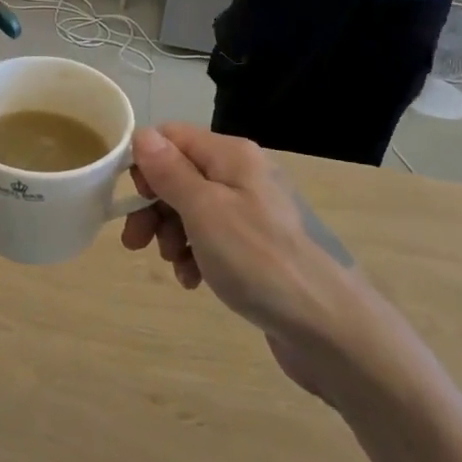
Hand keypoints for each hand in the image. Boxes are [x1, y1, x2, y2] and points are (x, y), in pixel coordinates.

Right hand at [122, 124, 375, 393]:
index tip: (131, 201)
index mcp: (232, 155)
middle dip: (154, 206)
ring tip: (173, 265)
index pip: (172, 137)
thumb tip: (141, 133)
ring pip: (194, 208)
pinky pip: (215, 238)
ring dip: (173, 234)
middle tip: (136, 243)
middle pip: (181, 174)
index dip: (145, 163)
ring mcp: (254, 211)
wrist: (330, 328)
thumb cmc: (259, 260)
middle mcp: (244, 174)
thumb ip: (170, 171)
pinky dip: (197, 254)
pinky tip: (194, 280)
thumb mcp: (204, 211)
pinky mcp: (260, 246)